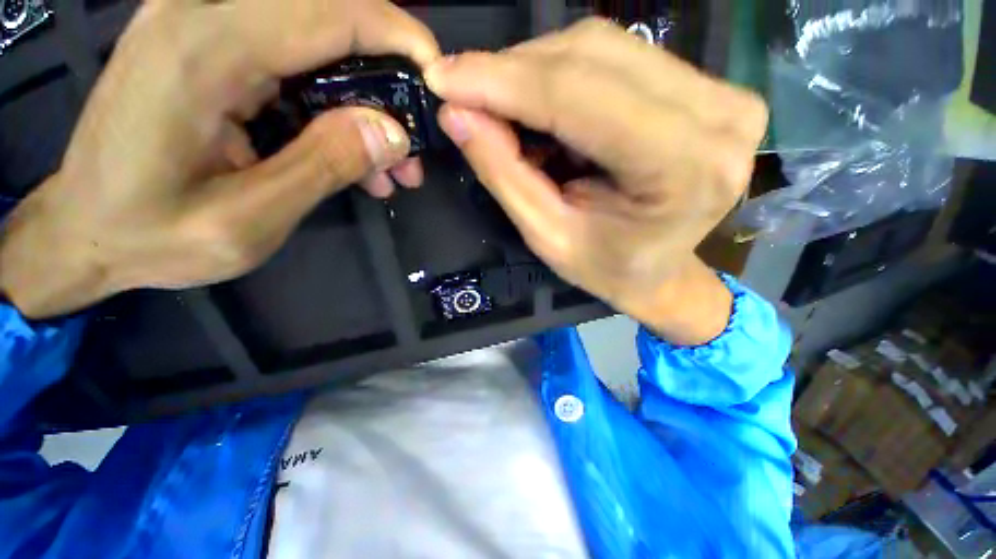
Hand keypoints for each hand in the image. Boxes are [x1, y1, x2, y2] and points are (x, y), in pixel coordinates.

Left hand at [0, 0, 438, 318]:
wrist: (84, 230)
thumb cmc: (150, 235)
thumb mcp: (246, 221)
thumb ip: (323, 167)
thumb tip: (391, 134)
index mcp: (203, 50)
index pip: (331, 11)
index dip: (398, 37)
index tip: (437, 79)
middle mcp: (201, 17)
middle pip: (329, 17)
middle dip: (388, 78)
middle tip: (413, 145)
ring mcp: (203, 28)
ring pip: (317, 42)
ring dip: (366, 101)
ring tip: (392, 165)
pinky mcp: (209, 50)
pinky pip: (294, 61)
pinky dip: (335, 106)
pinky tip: (354, 156)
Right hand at [426, 18, 766, 344]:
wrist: (661, 274)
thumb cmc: (608, 270)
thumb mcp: (548, 237)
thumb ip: (505, 175)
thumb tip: (456, 113)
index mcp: (685, 169)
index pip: (579, 97)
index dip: (501, 80)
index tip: (442, 77)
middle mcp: (719, 117)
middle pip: (593, 56)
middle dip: (513, 72)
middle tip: (464, 93)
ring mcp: (722, 94)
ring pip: (603, 48)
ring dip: (535, 71)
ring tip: (501, 107)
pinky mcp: (709, 88)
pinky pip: (618, 57)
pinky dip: (565, 75)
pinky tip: (540, 106)